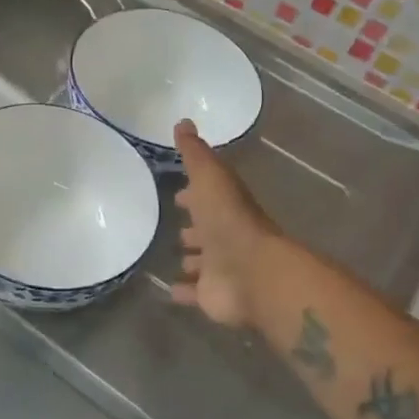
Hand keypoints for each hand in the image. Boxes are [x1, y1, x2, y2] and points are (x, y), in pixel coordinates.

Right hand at [171, 119, 280, 328]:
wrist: (251, 271)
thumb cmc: (229, 220)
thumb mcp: (210, 177)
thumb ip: (195, 153)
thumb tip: (183, 121)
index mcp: (225, 207)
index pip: (208, 197)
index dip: (194, 194)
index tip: (178, 193)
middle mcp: (225, 237)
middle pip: (207, 231)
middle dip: (195, 229)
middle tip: (177, 227)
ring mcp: (220, 268)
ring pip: (204, 262)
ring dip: (193, 260)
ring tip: (174, 258)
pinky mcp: (212, 296)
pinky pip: (195, 293)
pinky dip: (183, 292)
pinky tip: (168, 291)